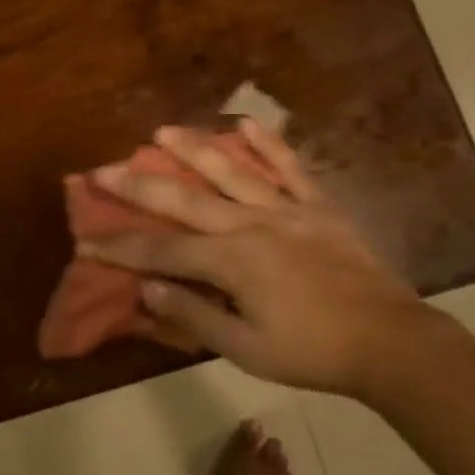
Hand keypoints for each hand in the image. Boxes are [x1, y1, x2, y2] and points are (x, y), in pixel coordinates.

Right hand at [78, 119, 430, 395]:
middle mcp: (250, 224)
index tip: (85, 240)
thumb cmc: (313, 352)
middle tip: (102, 169)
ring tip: (162, 129)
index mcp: (231, 262)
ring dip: (193, 148)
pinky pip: (289, 167)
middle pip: (184, 200)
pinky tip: (246, 122)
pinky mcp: (317, 204)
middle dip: (138, 185)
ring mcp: (285, 208)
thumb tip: (147, 288)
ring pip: (231, 170)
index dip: (119, 247)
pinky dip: (268, 143)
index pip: (161, 251)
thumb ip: (195, 317)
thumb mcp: (247, 350)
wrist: (389, 340)